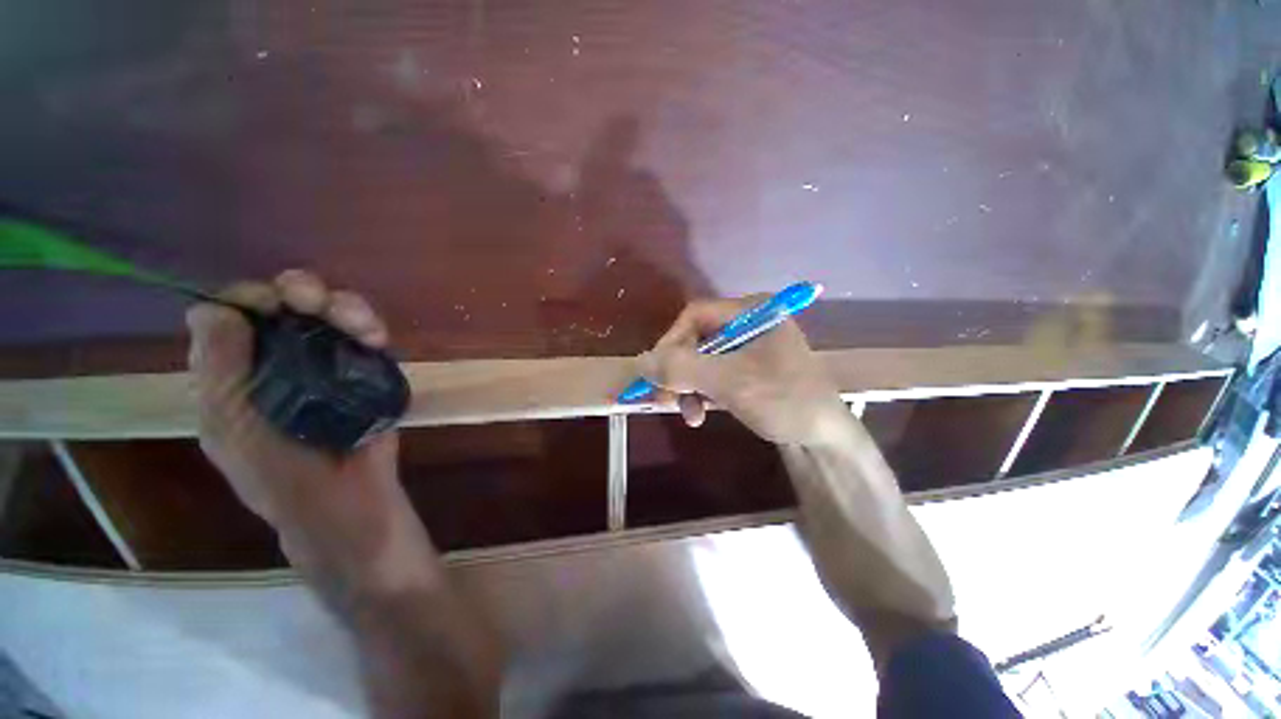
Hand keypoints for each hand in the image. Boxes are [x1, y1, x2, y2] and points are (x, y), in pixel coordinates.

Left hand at [186, 270, 410, 568]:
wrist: (343, 497)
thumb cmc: (277, 470)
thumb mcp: (229, 424)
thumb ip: (217, 368)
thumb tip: (215, 308)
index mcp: (238, 368)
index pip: (236, 313)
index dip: (251, 298)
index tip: (271, 305)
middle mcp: (282, 357)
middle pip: (288, 303)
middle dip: (301, 291)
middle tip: (313, 302)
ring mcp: (329, 362)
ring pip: (333, 312)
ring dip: (344, 307)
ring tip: (360, 325)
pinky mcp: (368, 370)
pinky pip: (369, 335)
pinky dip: (371, 326)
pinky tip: (376, 338)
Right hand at [637, 296, 853, 447]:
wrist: (824, 441)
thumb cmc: (784, 401)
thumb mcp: (730, 382)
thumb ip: (682, 368)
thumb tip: (639, 361)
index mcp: (751, 312)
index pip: (696, 315)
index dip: (671, 341)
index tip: (658, 372)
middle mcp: (747, 325)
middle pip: (695, 339)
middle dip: (679, 371)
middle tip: (664, 398)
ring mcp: (747, 350)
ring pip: (700, 361)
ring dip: (687, 387)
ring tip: (687, 414)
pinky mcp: (746, 372)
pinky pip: (712, 376)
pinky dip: (700, 394)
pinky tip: (698, 414)